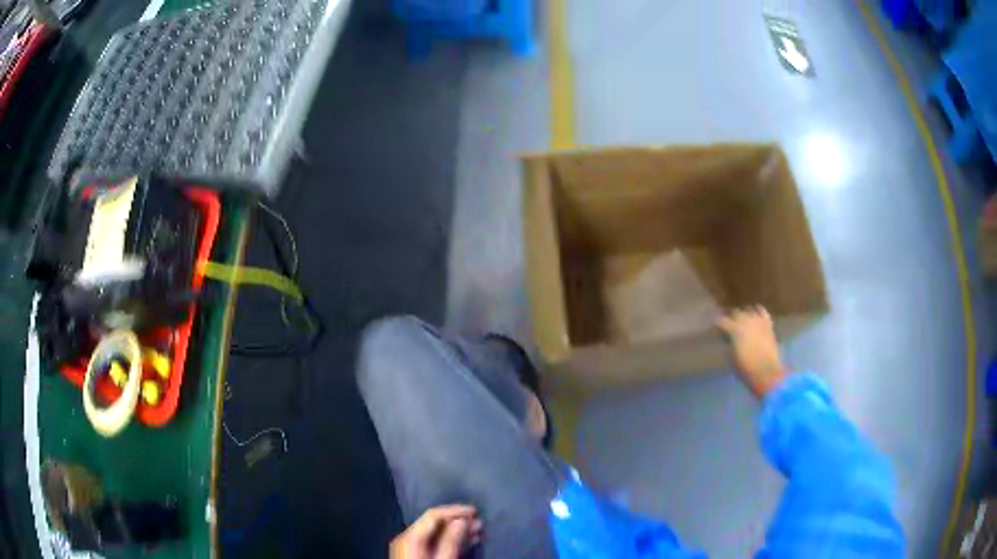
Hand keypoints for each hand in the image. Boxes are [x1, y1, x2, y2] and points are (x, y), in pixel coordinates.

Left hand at [390, 505, 481, 558]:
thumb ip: (451, 541)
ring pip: (434, 532)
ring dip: (456, 530)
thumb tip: (462, 521)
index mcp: (410, 537)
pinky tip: (464, 543)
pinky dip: (448, 540)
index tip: (476, 512)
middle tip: (480, 524)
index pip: (433, 515)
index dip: (456, 511)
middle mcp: (407, 538)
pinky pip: (432, 541)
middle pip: (433, 522)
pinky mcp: (414, 555)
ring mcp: (409, 547)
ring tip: (477, 533)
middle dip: (458, 521)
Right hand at [718, 306, 785, 398]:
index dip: (716, 326)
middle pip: (735, 313)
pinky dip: (757, 312)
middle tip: (728, 327)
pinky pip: (762, 312)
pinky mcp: (768, 324)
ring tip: (742, 322)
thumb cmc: (746, 368)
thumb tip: (727, 338)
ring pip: (748, 310)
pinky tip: (755, 316)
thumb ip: (728, 343)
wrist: (767, 372)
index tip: (715, 331)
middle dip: (730, 319)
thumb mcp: (731, 357)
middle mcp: (746, 320)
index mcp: (734, 329)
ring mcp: (758, 320)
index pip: (720, 321)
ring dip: (744, 315)